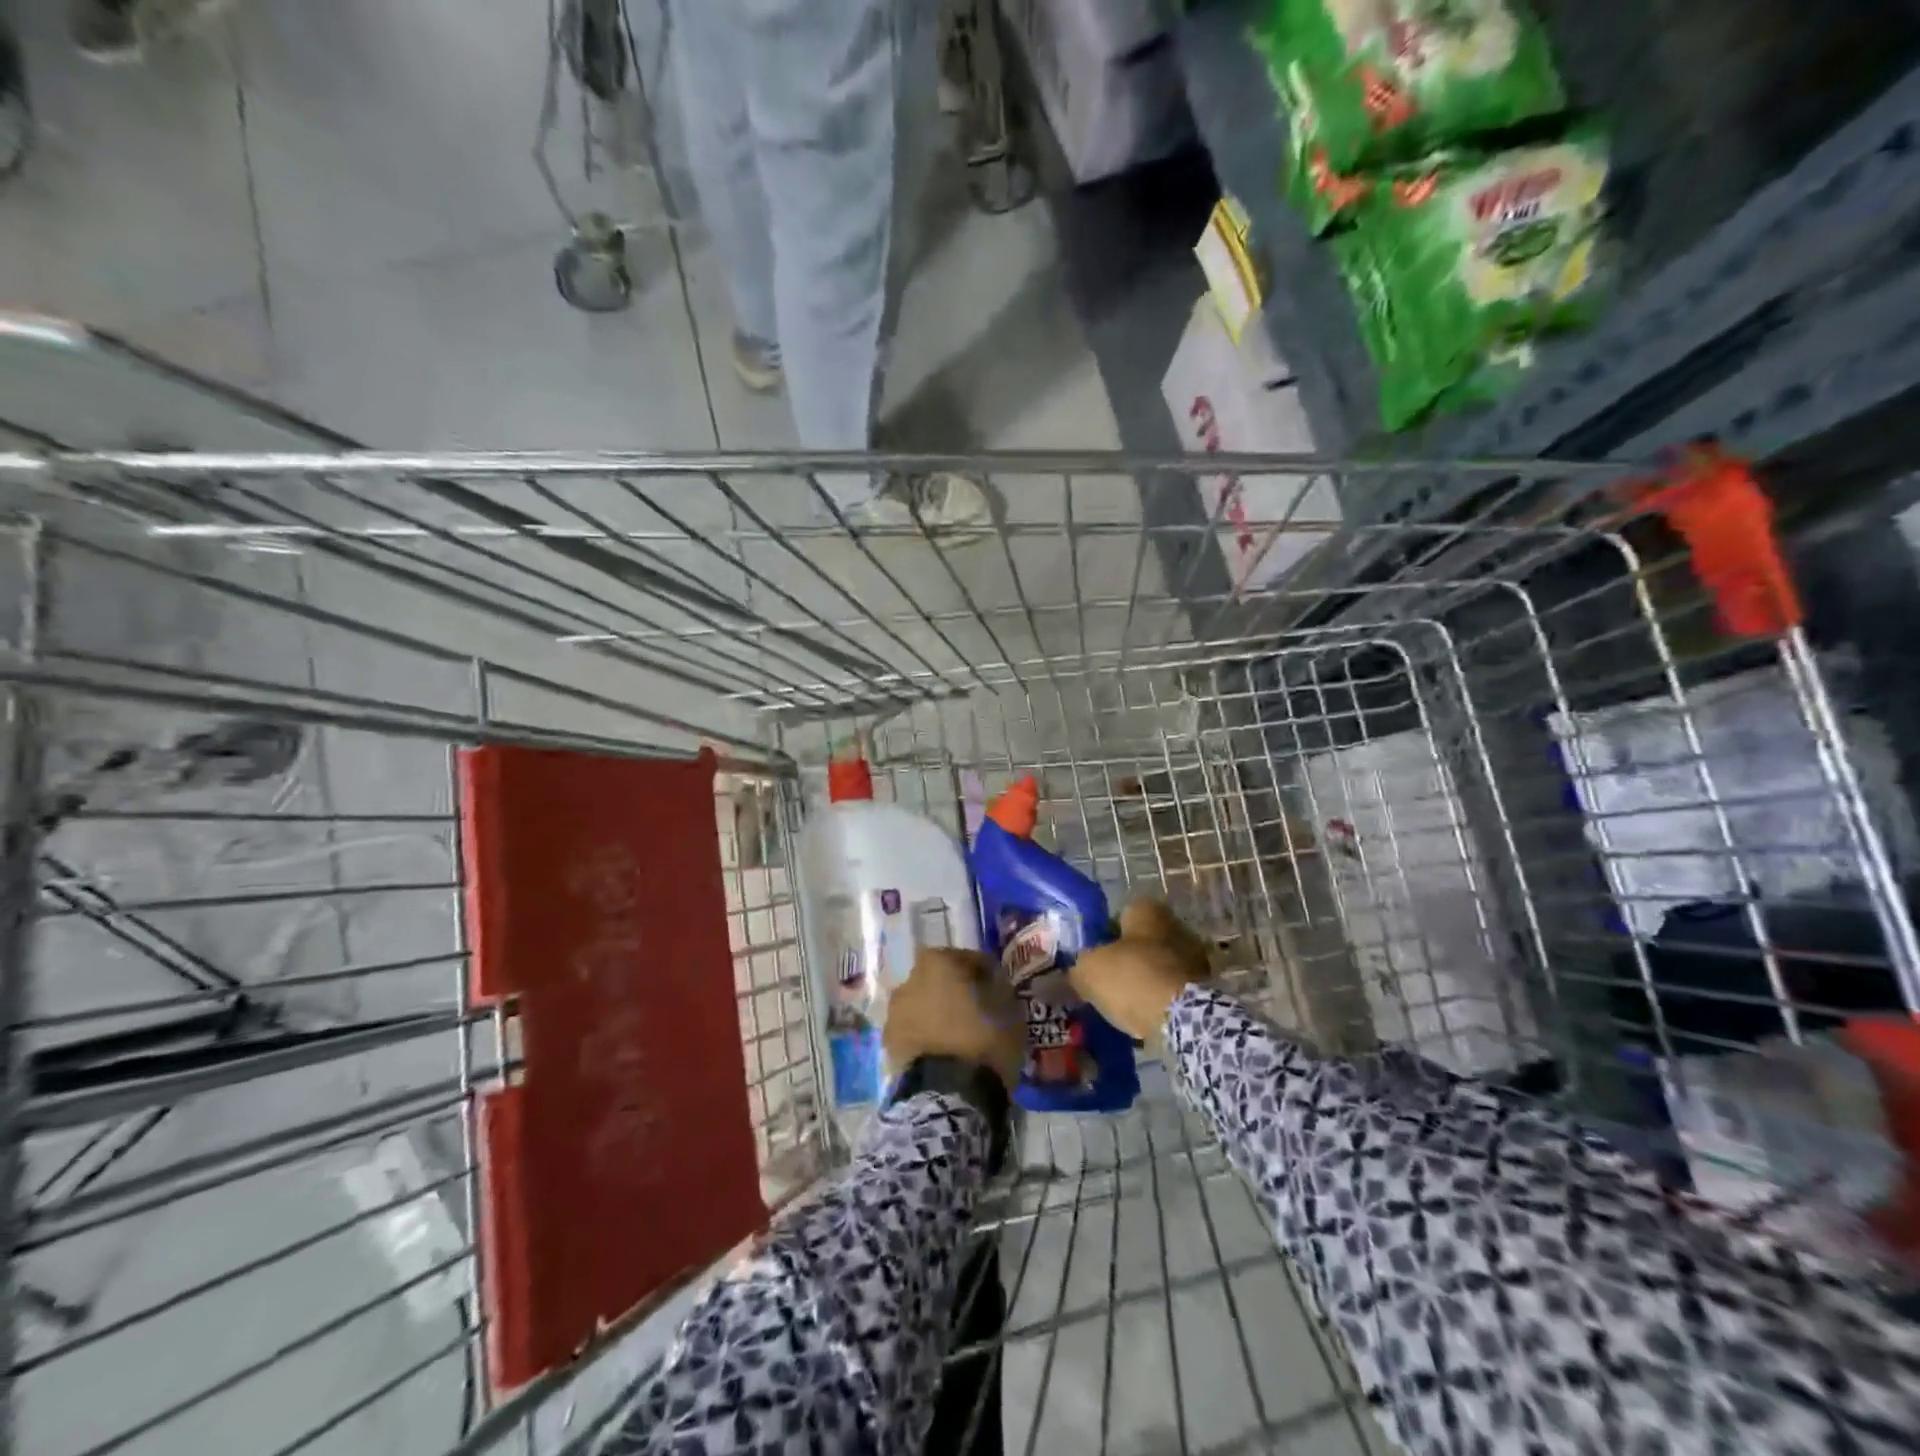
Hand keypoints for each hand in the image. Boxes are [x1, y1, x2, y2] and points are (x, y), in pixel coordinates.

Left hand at [884, 947, 1024, 1089]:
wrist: (949, 1094)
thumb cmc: (984, 1040)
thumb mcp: (1008, 1008)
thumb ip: (997, 987)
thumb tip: (990, 983)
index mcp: (937, 962)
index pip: (968, 959)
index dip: (985, 973)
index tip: (998, 989)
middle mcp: (909, 980)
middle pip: (939, 980)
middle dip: (954, 992)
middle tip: (976, 1011)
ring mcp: (894, 1013)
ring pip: (922, 1006)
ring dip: (936, 1014)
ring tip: (957, 1035)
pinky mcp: (887, 1045)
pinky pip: (913, 1032)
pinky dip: (925, 1037)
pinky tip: (942, 1052)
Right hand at [1069, 900, 1211, 1040]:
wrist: (1183, 1020)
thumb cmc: (1133, 979)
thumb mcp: (1089, 969)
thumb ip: (1080, 965)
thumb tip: (1078, 972)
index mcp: (1148, 910)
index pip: (1121, 914)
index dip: (1105, 935)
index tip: (1095, 957)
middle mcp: (1176, 925)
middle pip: (1143, 941)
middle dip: (1127, 959)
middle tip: (1107, 982)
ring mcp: (1196, 958)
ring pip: (1159, 966)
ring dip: (1145, 981)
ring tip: (1124, 1005)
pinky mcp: (1206, 989)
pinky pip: (1173, 990)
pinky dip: (1161, 1001)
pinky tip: (1145, 1018)